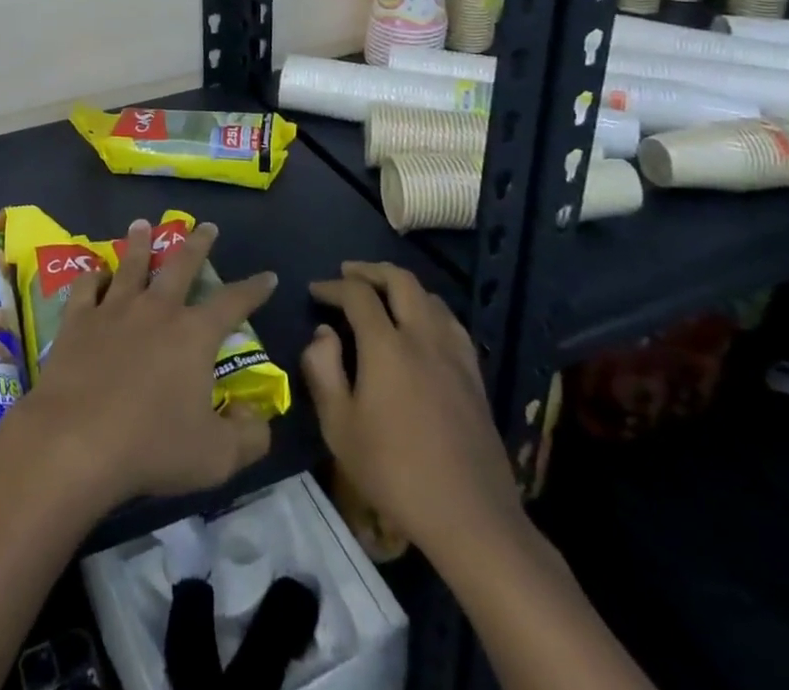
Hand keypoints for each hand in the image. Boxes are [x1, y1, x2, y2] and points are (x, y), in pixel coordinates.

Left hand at [20, 218, 275, 511]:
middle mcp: (156, 310)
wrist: (76, 439)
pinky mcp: (78, 320)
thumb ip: (248, 436)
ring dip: (139, 243)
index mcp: (193, 335)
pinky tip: (95, 273)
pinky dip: (92, 276)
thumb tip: (257, 416)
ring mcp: (113, 309)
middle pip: (180, 266)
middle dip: (196, 244)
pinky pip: (86, 287)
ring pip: (131, 265)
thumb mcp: (217, 457)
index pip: (232, 303)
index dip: (252, 290)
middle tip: (204, 225)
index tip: (267, 275)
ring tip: (141, 224)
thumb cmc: (152, 446)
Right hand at [302, 263, 519, 564]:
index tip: (315, 291)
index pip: (357, 294)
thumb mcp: (339, 426)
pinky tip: (421, 325)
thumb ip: (322, 370)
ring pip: (430, 297)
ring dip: (401, 285)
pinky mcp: (474, 376)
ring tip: (382, 293)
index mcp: (386, 346)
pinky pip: (450, 322)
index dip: (332, 286)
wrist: (471, 517)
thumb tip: (323, 334)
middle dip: (370, 271)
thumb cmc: (395, 472)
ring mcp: (454, 355)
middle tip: (347, 274)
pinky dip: (428, 308)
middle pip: (400, 280)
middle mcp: (422, 338)